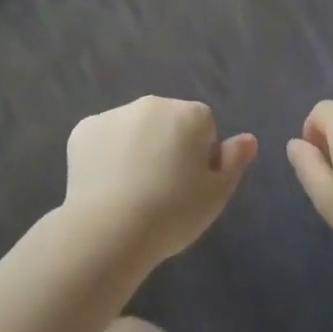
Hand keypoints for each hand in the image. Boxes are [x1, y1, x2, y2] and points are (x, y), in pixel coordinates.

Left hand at [63, 97, 257, 265]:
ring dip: (136, 149)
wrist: (110, 228)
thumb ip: (234, 161)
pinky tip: (104, 187)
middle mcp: (153, 102)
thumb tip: (248, 138)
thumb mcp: (216, 195)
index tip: (189, 187)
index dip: (200, 158)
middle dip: (167, 146)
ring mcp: (115, 113)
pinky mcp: (84, 129)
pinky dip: (104, 156)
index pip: (204, 128)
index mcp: (189, 113)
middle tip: (161, 191)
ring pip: (133, 129)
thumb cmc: (173, 212)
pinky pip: (102, 139)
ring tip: (131, 193)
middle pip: (167, 122)